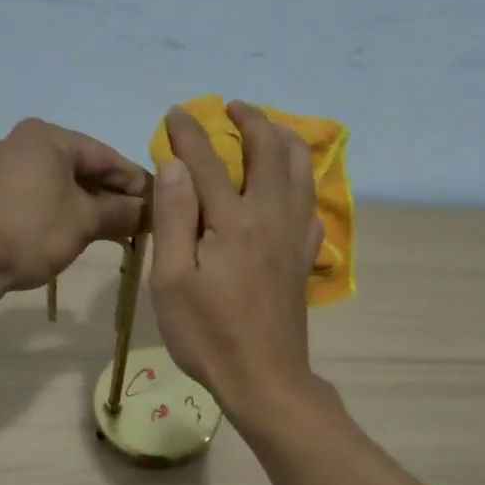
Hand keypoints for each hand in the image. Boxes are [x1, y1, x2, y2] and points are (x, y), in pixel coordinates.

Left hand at [0, 119, 148, 293]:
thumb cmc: (32, 231)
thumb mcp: (85, 222)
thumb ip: (121, 212)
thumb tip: (148, 211)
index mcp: (47, 137)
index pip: (105, 156)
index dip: (134, 183)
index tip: (157, 205)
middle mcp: (20, 142)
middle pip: (78, 168)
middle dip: (106, 195)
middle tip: (134, 222)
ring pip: (51, 182)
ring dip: (77, 203)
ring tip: (101, 228)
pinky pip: (23, 195)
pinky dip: (41, 208)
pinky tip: (43, 221)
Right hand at [151, 101, 324, 419]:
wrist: (264, 378)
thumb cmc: (208, 334)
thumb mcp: (172, 281)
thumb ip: (174, 218)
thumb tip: (175, 164)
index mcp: (233, 221)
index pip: (208, 161)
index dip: (190, 132)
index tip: (176, 112)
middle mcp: (271, 216)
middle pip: (270, 151)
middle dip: (251, 120)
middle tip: (232, 107)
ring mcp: (294, 235)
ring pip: (302, 169)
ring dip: (285, 139)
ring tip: (270, 128)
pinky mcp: (305, 256)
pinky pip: (313, 203)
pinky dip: (304, 180)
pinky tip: (293, 184)